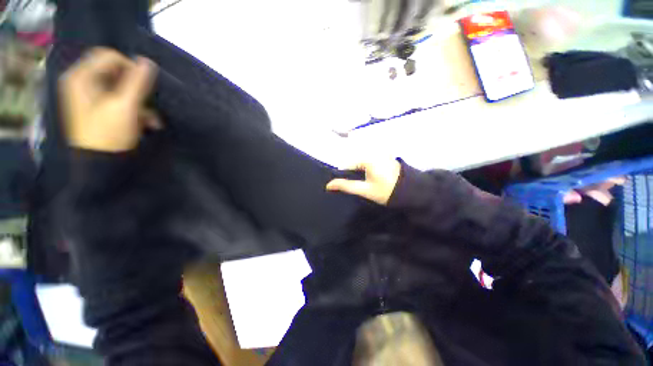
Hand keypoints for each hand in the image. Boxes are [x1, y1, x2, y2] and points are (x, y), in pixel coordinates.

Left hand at [60, 48, 157, 151]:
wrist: (101, 164)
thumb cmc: (109, 134)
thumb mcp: (125, 106)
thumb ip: (137, 82)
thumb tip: (148, 62)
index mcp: (81, 77)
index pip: (109, 56)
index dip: (130, 67)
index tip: (145, 86)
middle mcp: (83, 83)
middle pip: (115, 73)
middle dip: (137, 88)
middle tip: (149, 102)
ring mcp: (90, 97)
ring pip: (121, 89)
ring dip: (140, 102)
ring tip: (151, 120)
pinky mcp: (98, 109)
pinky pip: (120, 100)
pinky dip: (135, 110)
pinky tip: (146, 123)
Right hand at [326, 159, 401, 204]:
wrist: (412, 192)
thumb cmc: (387, 191)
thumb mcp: (365, 190)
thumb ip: (346, 186)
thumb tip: (328, 185)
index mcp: (367, 158)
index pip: (347, 164)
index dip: (342, 176)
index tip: (342, 186)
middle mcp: (373, 152)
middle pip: (354, 162)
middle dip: (351, 173)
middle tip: (355, 185)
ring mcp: (380, 153)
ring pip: (361, 162)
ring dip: (358, 172)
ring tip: (362, 183)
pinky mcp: (385, 157)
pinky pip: (369, 161)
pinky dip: (365, 169)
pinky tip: (370, 178)